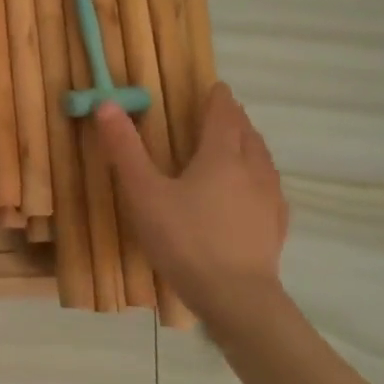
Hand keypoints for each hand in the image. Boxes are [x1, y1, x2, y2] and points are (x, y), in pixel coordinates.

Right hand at [92, 83, 289, 327]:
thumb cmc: (183, 238)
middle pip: (247, 135)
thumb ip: (125, 148)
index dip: (218, 99)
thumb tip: (107, 103)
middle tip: (221, 113)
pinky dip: (258, 176)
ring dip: (249, 145)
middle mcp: (253, 170)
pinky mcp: (275, 226)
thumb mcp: (143, 192)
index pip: (223, 116)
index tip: (215, 87)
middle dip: (234, 120)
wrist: (234, 296)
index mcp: (221, 156)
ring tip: (236, 145)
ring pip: (263, 160)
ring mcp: (270, 200)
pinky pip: (269, 188)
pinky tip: (250, 191)